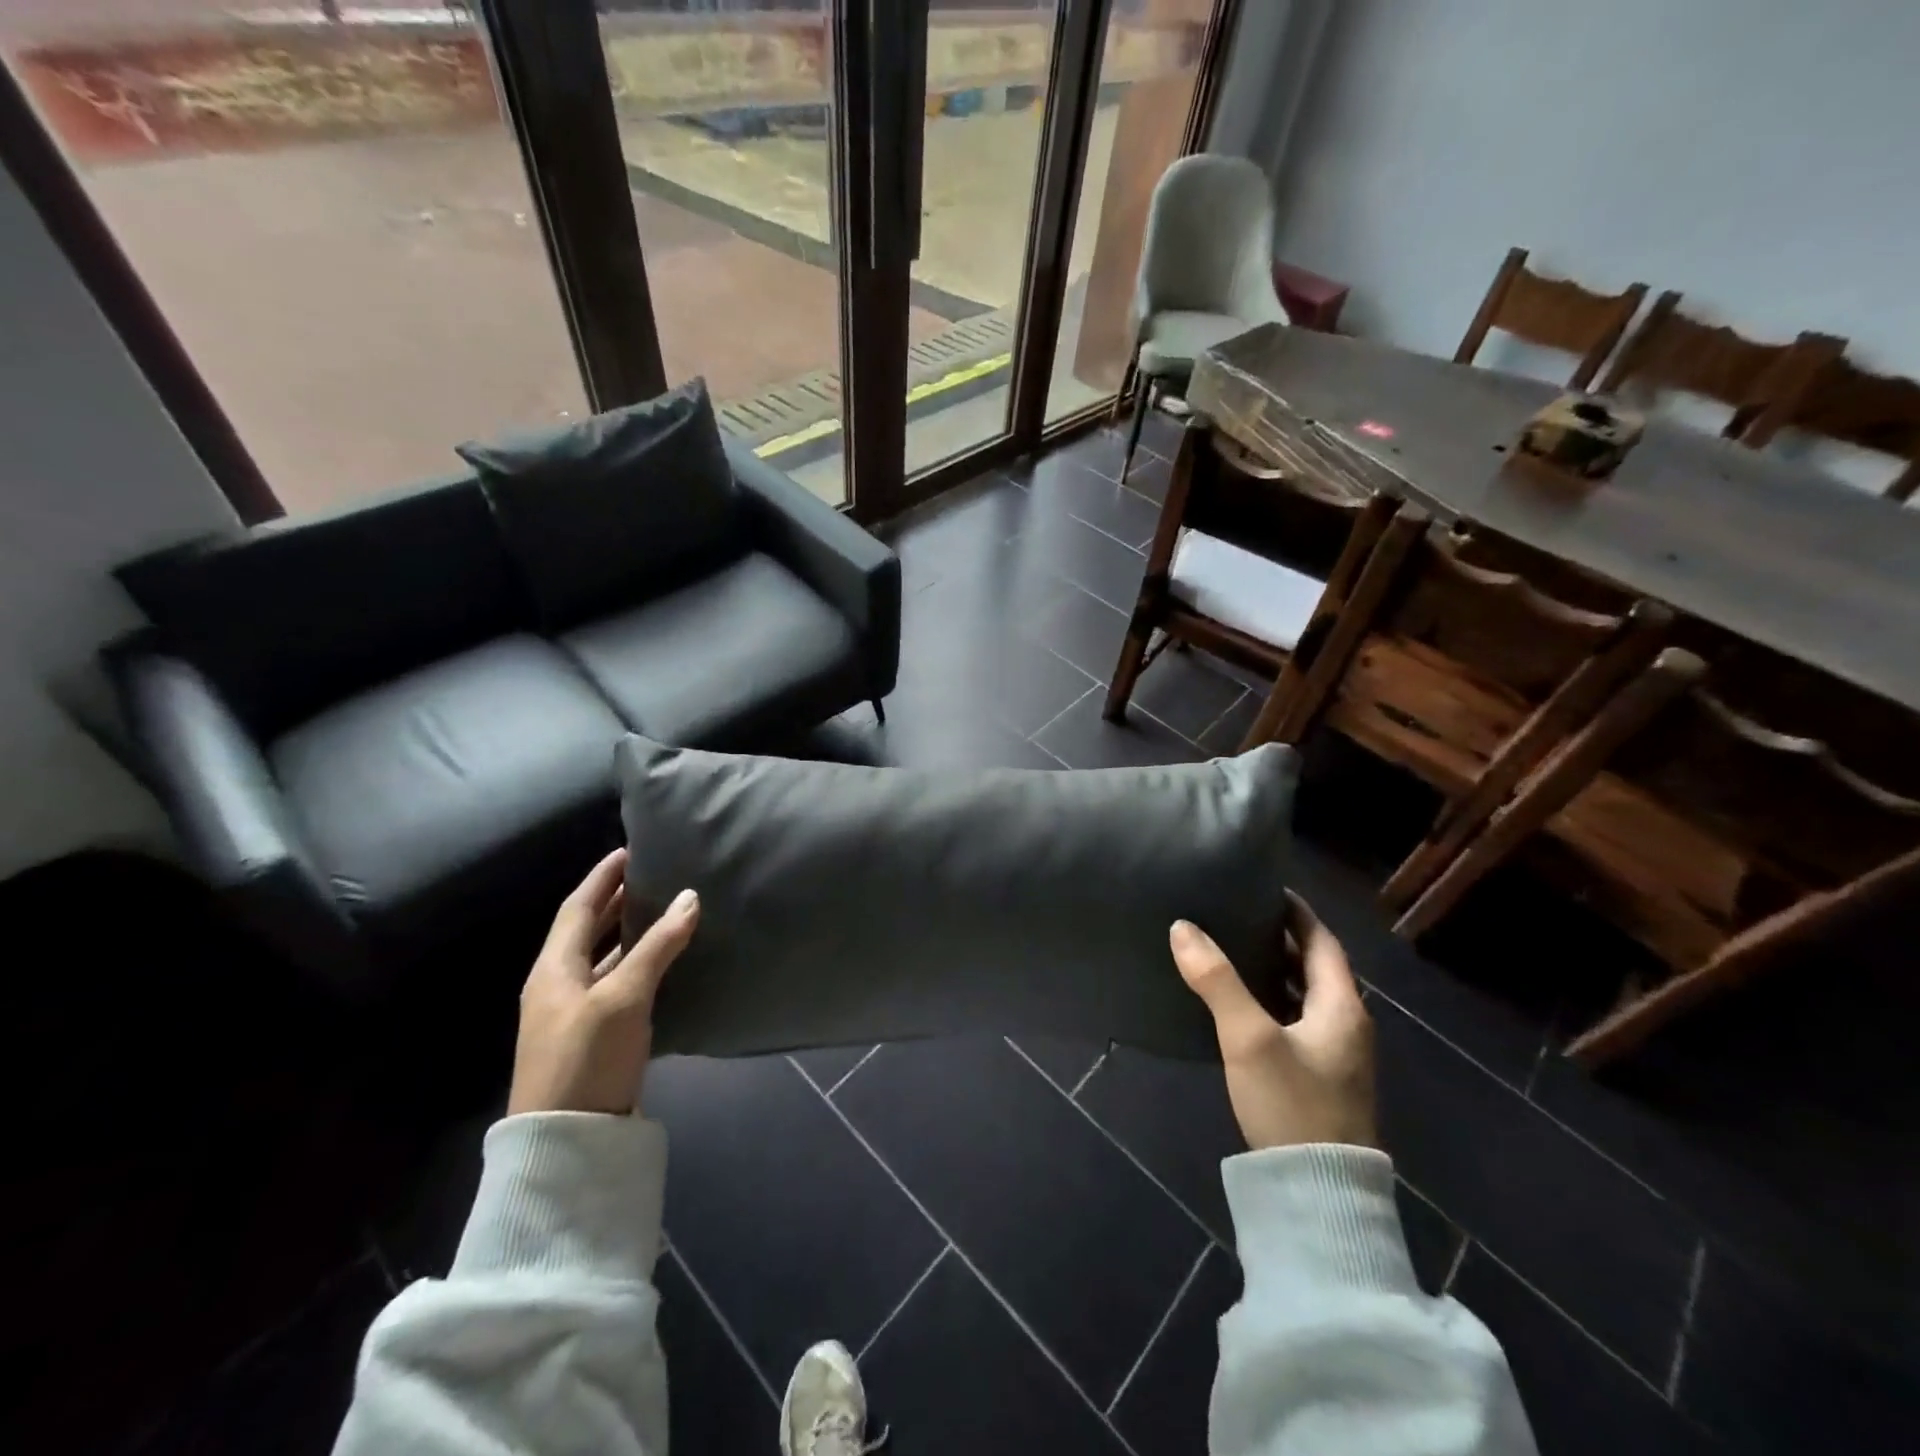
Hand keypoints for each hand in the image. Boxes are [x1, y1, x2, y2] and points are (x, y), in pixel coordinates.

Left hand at [507, 849, 699, 1116]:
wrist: (566, 1142)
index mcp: (554, 969)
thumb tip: (689, 897)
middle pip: (586, 931)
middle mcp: (557, 985)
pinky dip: (636, 964)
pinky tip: (663, 963)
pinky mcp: (592, 1036)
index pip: (577, 908)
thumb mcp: (625, 996)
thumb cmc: (588, 1056)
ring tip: (662, 911)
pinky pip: (615, 983)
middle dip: (615, 902)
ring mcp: (573, 1013)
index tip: (628, 851)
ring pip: (602, 958)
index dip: (602, 878)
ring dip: (628, 933)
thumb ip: (657, 946)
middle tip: (651, 876)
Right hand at [1170, 893, 1375, 1150]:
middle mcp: (1347, 1026)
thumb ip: (1216, 980)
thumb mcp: (1249, 1037)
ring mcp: (1336, 1057)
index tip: (1265, 887)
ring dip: (1274, 971)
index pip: (1323, 941)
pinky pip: (1296, 1022)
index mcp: (1342, 1006)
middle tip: (1237, 913)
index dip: (1297, 912)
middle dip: (1281, 938)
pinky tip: (1239, 1006)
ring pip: (1305, 997)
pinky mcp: (1320, 1080)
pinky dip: (1271, 1001)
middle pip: (1315, 967)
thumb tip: (1182, 927)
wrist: (1318, 1195)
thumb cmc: (1292, 1104)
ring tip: (1231, 950)